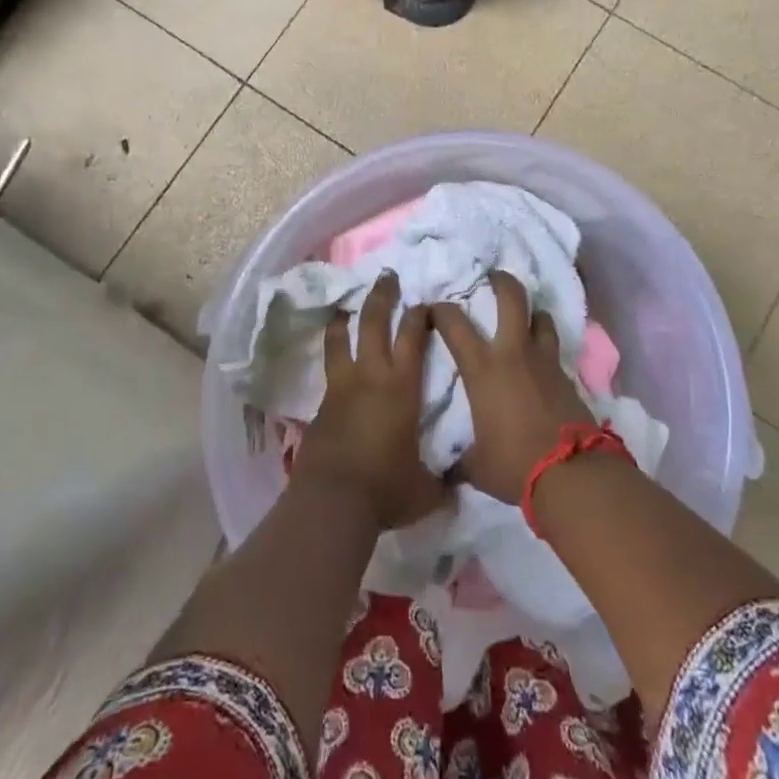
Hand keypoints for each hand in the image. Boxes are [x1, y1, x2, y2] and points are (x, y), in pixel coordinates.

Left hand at [297, 272, 450, 529]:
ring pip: (341, 340)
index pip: (413, 337)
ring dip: (345, 318)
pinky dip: (332, 357)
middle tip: (387, 276)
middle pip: (374, 323)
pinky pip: (328, 370)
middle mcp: (371, 376)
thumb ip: (441, 483)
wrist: (333, 501)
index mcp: (402, 387)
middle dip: (382, 296)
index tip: (425, 301)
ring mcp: (341, 387)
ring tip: (345, 306)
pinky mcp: (321, 405)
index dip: (420, 315)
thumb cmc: (386, 489)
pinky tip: (334, 360)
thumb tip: (457, 487)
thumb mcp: (425, 490)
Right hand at [430, 272, 594, 503]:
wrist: (571, 473)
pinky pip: (554, 350)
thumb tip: (447, 471)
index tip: (433, 310)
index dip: (441, 311)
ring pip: (541, 318)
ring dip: (532, 313)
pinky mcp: (568, 377)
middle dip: (501, 281)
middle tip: (492, 277)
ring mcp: (545, 362)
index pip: (454, 324)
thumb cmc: (514, 464)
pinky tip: (541, 360)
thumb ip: (460, 459)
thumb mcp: (476, 465)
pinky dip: (545, 347)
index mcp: (483, 368)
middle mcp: (513, 353)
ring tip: (524, 317)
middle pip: (511, 298)